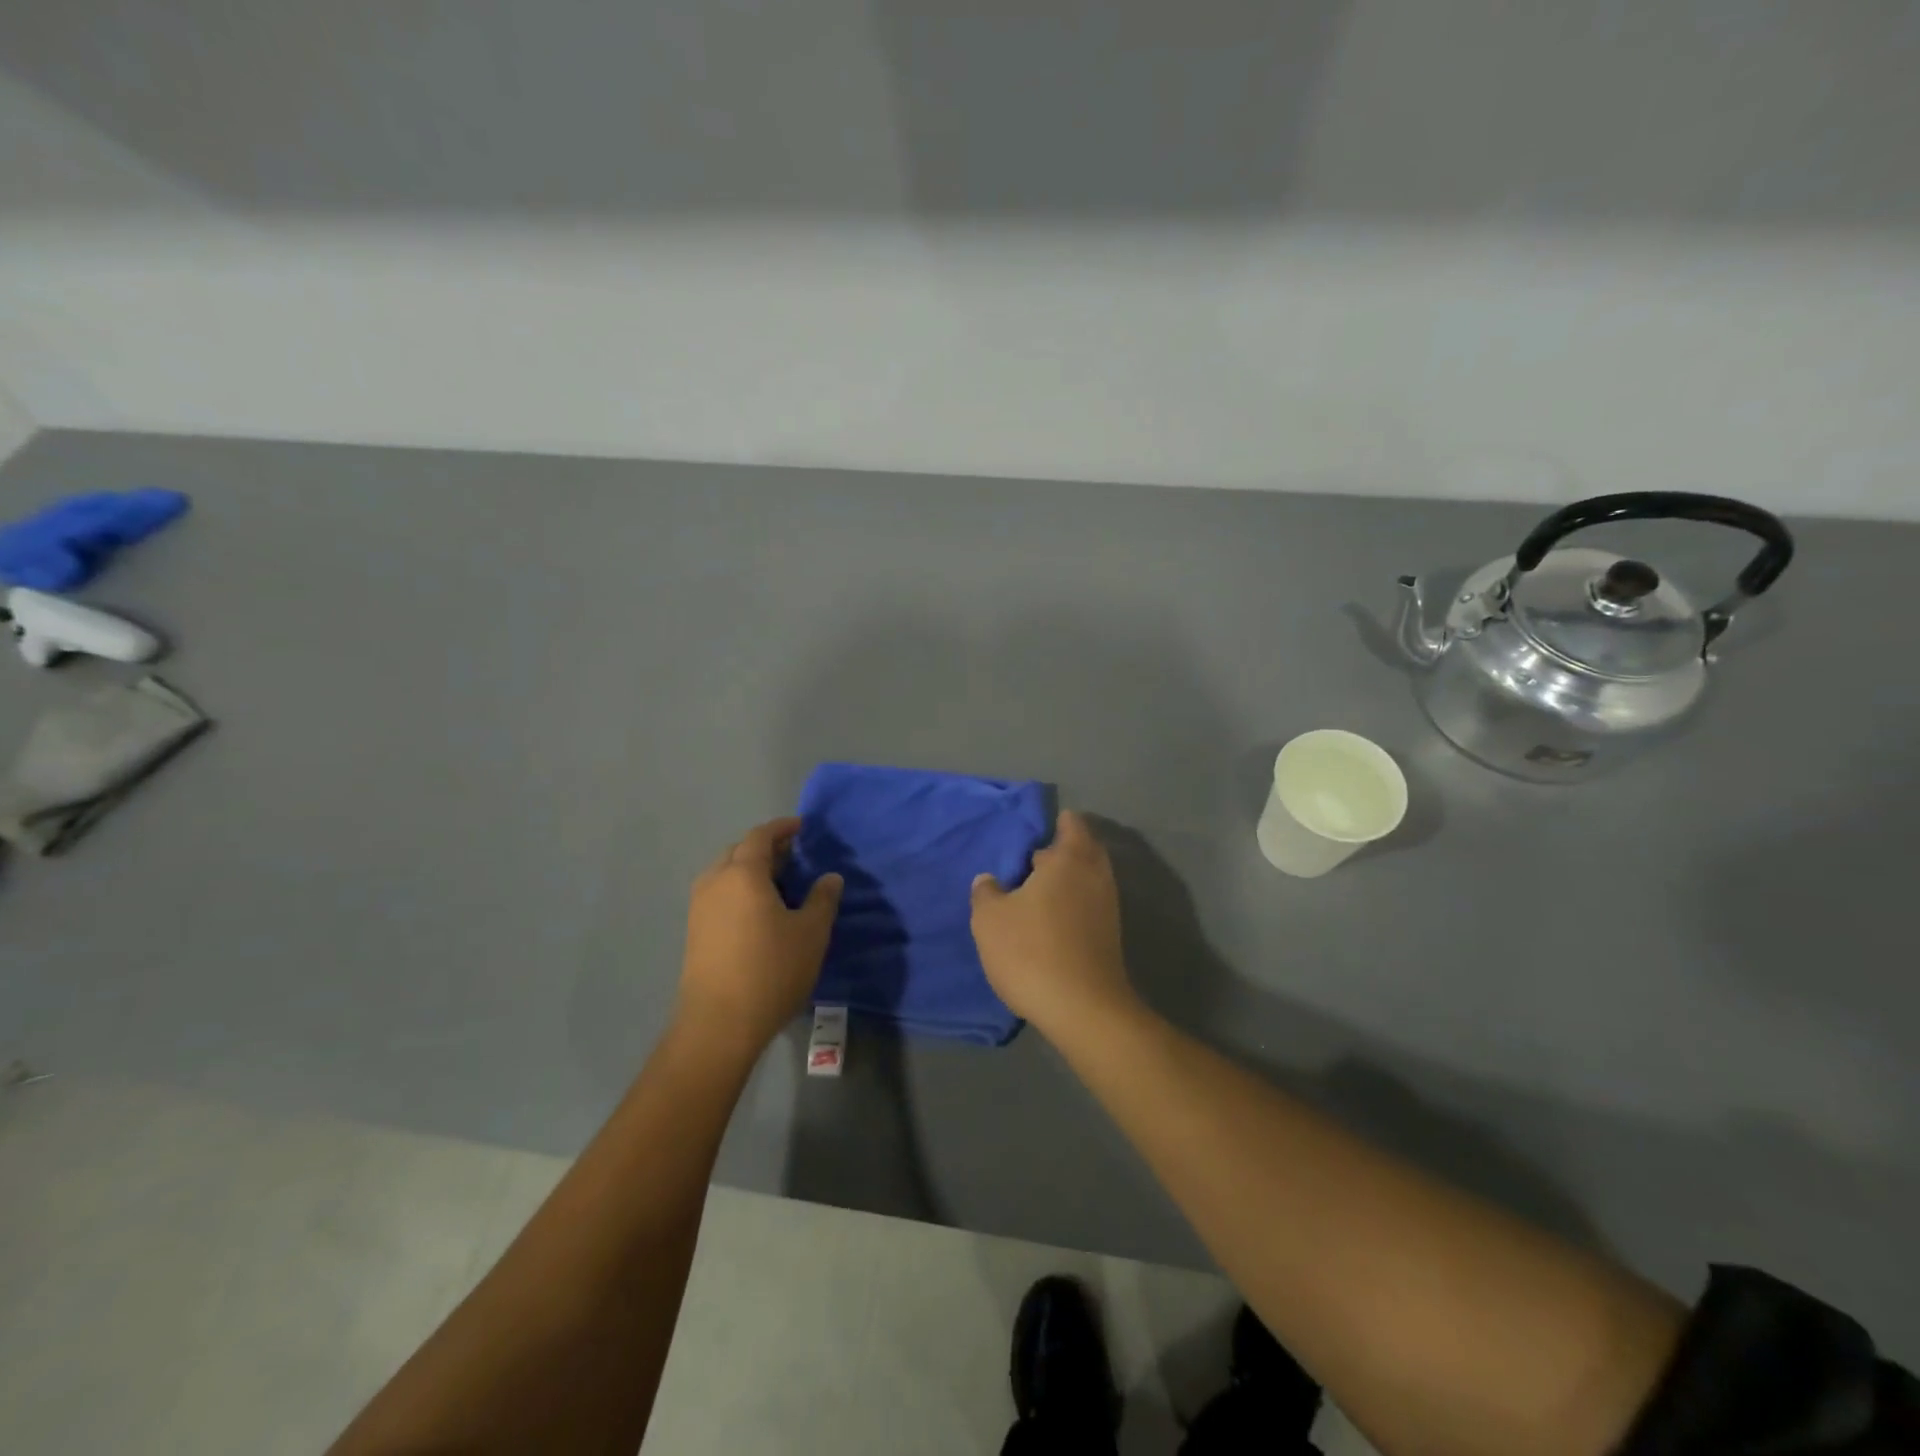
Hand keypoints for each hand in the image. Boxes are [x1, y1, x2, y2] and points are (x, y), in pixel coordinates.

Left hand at [678, 817, 842, 1051]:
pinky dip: (739, 889)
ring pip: (725, 873)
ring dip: (750, 869)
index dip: (782, 827)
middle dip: (765, 847)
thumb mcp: (811, 933)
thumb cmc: (772, 970)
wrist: (719, 1024)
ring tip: (778, 882)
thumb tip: (830, 877)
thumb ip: (823, 899)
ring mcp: (699, 908)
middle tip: (793, 855)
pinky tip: (759, 909)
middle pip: (738, 851)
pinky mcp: (695, 931)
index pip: (760, 836)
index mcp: (743, 873)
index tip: (802, 826)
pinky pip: (719, 894)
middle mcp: (715, 882)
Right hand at [971, 810, 1136, 1036]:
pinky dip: (1072, 904)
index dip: (1055, 823)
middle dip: (1058, 853)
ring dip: (1064, 882)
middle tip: (1027, 863)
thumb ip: (986, 892)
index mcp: (1070, 859)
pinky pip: (1089, 905)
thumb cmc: (1031, 950)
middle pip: (1082, 851)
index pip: (1071, 824)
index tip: (1032, 832)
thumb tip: (989, 880)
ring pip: (1086, 880)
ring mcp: (1108, 907)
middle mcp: (1095, 875)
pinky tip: (1047, 921)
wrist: (1083, 1009)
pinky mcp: (1110, 936)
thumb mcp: (990, 919)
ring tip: (1032, 894)